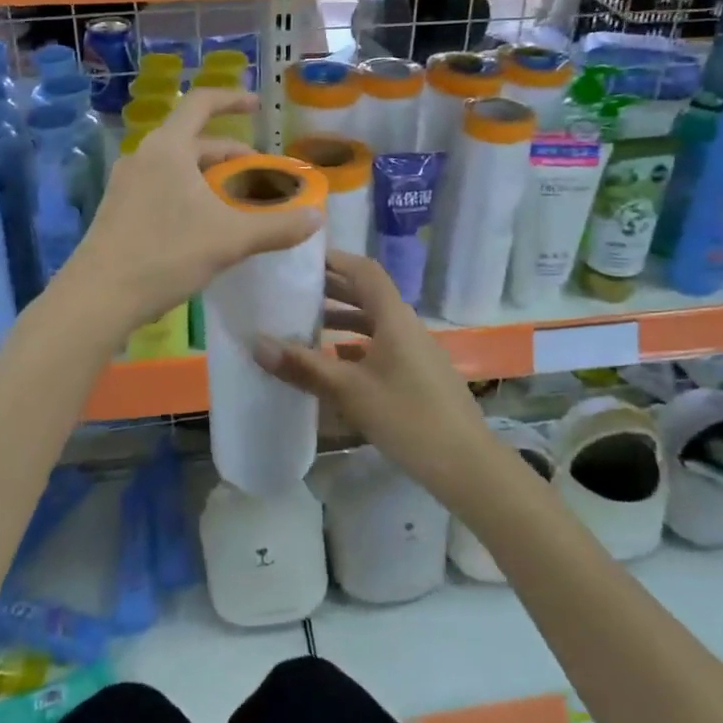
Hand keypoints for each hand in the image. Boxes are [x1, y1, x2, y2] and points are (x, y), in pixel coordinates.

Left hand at [55, 89, 321, 336]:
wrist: (97, 298)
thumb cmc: (165, 255)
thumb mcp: (229, 239)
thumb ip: (276, 226)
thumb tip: (317, 218)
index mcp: (168, 148)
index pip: (202, 103)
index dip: (233, 99)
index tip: (258, 106)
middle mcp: (144, 156)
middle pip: (195, 141)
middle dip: (232, 155)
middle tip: (261, 176)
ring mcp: (127, 184)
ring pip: (179, 168)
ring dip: (212, 178)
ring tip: (239, 203)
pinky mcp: (119, 210)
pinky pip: (164, 188)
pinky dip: (192, 195)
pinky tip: (206, 226)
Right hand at [251, 251, 495, 504]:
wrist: (466, 463)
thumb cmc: (407, 416)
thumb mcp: (349, 391)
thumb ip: (303, 366)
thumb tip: (256, 343)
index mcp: (394, 317)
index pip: (364, 271)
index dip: (335, 260)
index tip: (302, 258)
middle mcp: (406, 326)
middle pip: (368, 295)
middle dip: (332, 290)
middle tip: (293, 289)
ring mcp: (415, 351)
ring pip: (374, 323)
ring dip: (343, 320)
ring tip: (305, 325)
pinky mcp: (418, 375)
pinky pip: (382, 347)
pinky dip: (356, 346)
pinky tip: (334, 364)